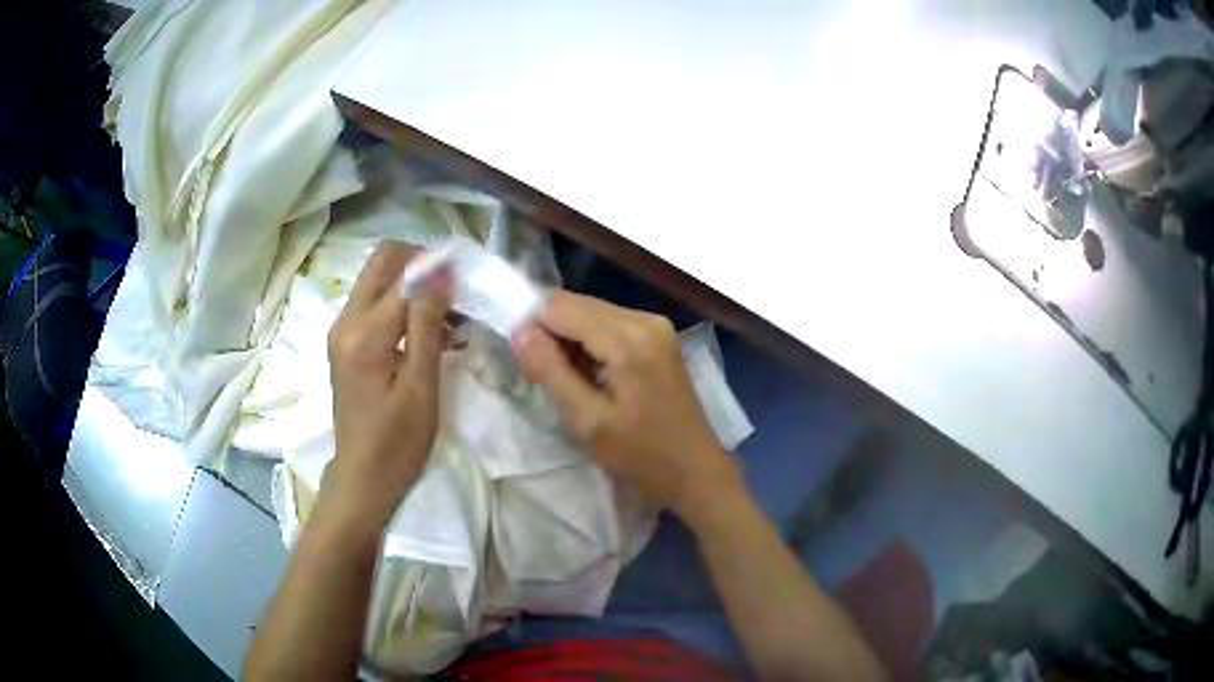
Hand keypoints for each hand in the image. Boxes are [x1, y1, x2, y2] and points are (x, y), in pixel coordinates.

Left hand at [322, 241, 449, 531]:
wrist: (363, 476)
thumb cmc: (397, 440)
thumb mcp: (421, 385)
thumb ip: (426, 323)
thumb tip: (440, 272)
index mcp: (364, 332)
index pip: (404, 273)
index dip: (439, 271)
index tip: (469, 287)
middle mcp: (346, 320)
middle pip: (384, 261)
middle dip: (423, 266)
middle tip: (456, 294)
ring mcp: (342, 329)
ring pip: (380, 279)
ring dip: (415, 286)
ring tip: (451, 319)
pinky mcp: (346, 341)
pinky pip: (376, 303)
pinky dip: (403, 305)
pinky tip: (431, 332)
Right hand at [512, 290, 740, 517]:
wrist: (694, 470)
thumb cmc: (641, 455)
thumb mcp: (588, 421)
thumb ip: (551, 371)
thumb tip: (519, 331)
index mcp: (628, 338)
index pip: (560, 307)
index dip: (533, 329)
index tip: (528, 366)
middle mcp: (644, 319)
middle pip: (577, 304)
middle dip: (551, 333)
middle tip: (543, 377)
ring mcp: (656, 325)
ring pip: (591, 313)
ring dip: (570, 340)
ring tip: (569, 382)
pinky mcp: (659, 336)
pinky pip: (610, 325)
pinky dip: (591, 344)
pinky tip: (591, 376)